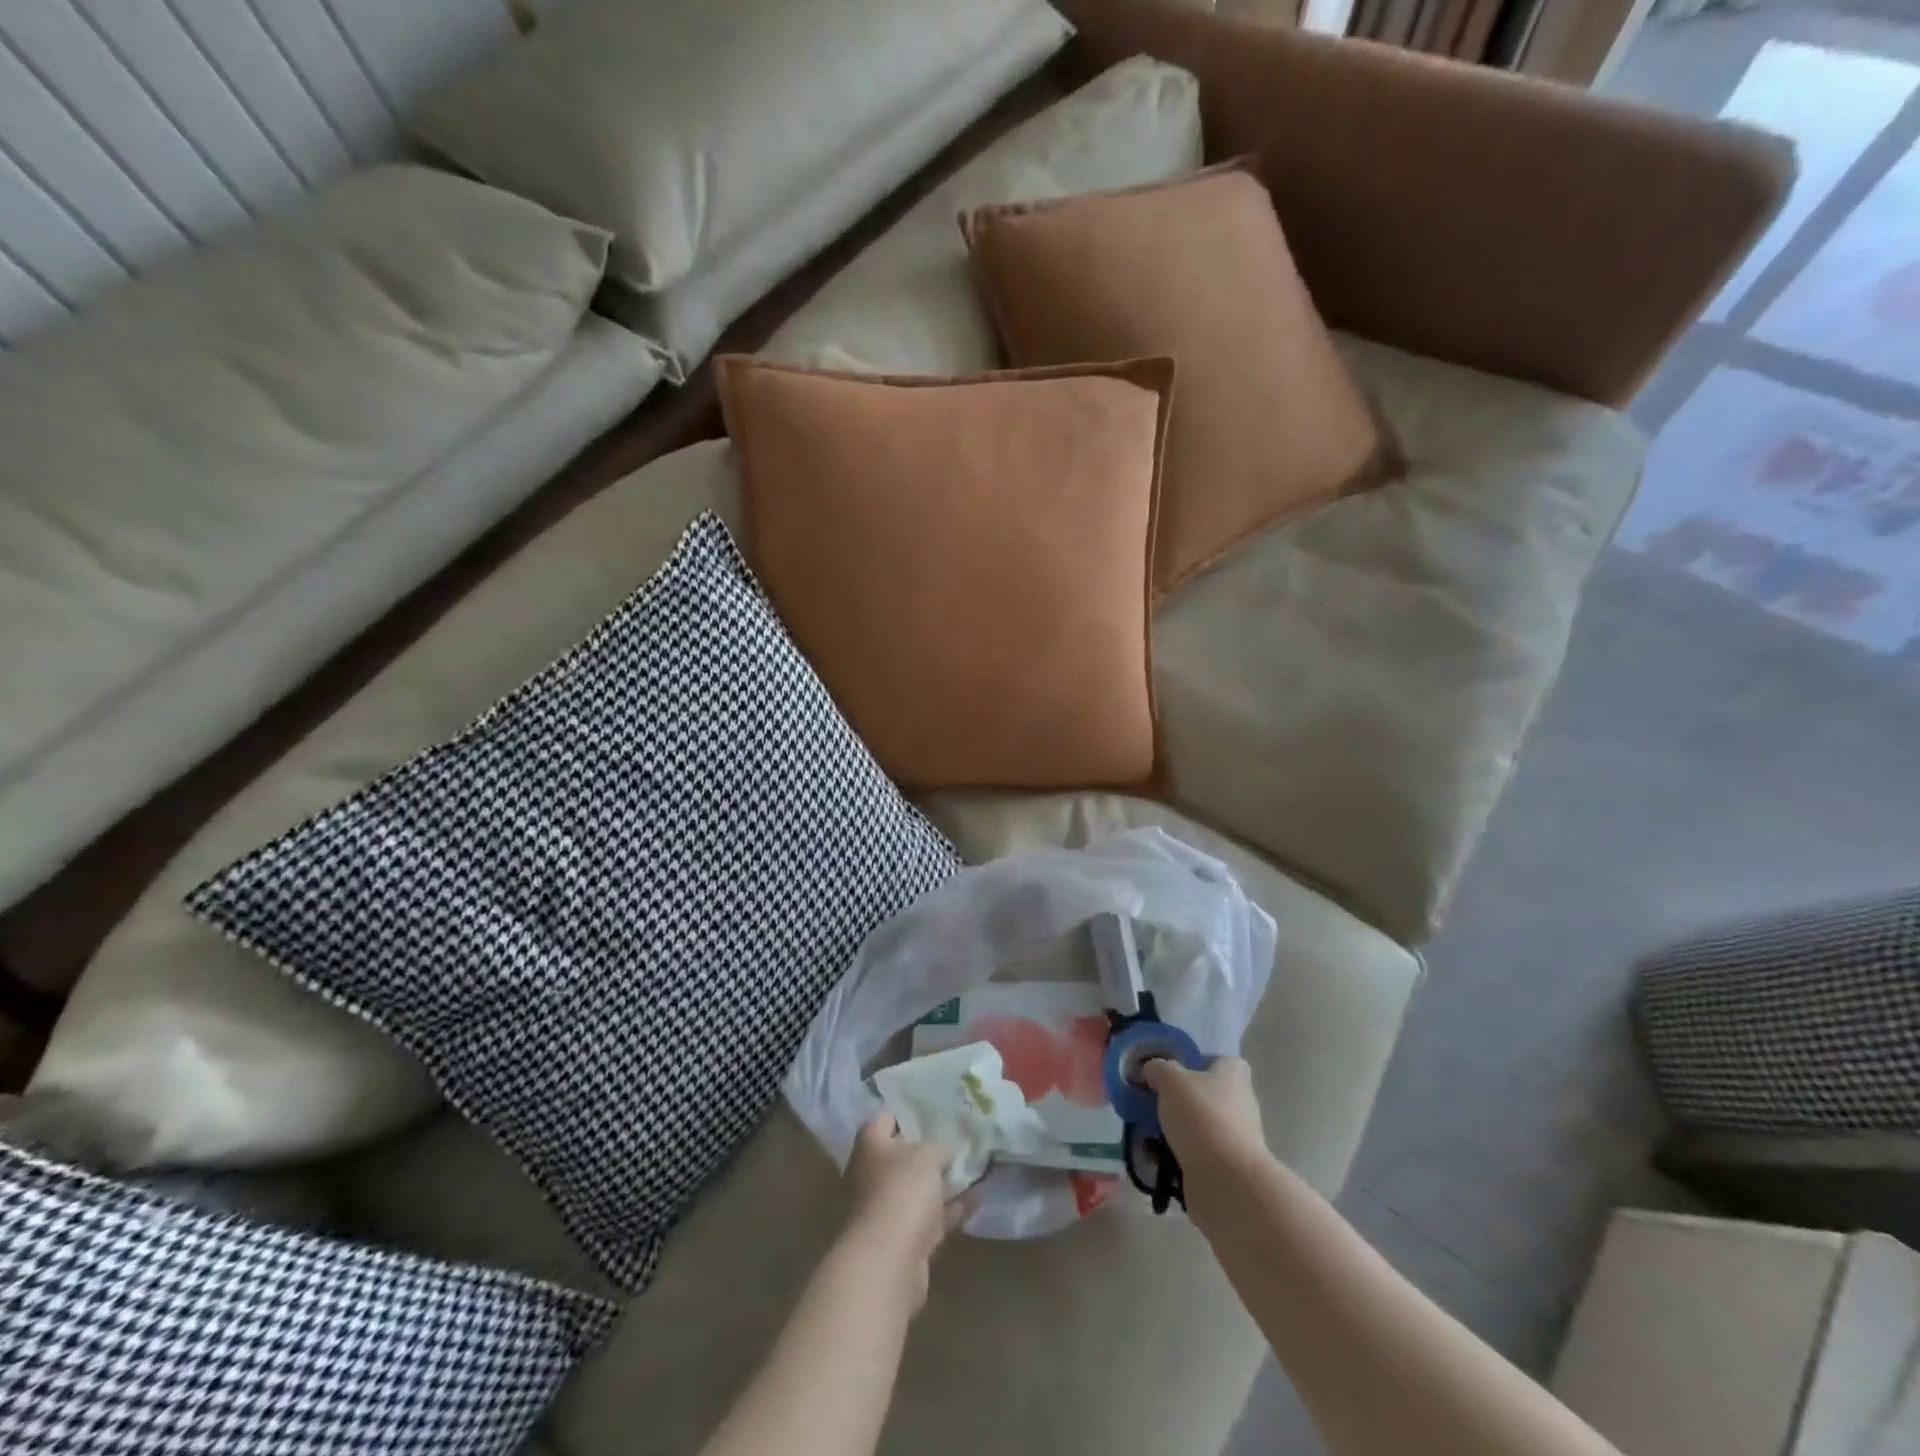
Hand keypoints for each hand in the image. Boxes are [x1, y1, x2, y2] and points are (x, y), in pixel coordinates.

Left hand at [841, 1114, 971, 1311]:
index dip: (907, 1110)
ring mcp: (889, 1209)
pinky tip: (979, 1197)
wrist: (888, 1262)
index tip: (932, 1105)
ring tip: (976, 1164)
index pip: (885, 1118)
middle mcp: (873, 1175)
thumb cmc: (901, 1191)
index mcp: (870, 1146)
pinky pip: (932, 1217)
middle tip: (958, 1134)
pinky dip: (953, 1209)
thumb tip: (941, 1151)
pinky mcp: (906, 1240)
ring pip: (919, 1189)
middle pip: (903, 1155)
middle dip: (929, 1148)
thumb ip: (937, 1146)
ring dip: (944, 1181)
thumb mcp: (927, 1154)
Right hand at [1143, 1056, 1267, 1185]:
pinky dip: (1178, 1157)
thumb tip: (1152, 1070)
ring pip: (1200, 1127)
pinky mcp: (1228, 1169)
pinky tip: (1155, 1159)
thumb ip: (1158, 1069)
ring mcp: (1237, 1139)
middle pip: (1208, 1095)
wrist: (1226, 1181)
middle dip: (1181, 1100)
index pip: (1221, 1060)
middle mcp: (1241, 1104)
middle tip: (1153, 1102)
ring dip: (1177, 1130)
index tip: (1173, 1070)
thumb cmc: (1201, 1116)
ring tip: (1147, 1132)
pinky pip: (1197, 1156)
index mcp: (1234, 1075)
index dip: (1198, 1062)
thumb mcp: (1170, 1080)